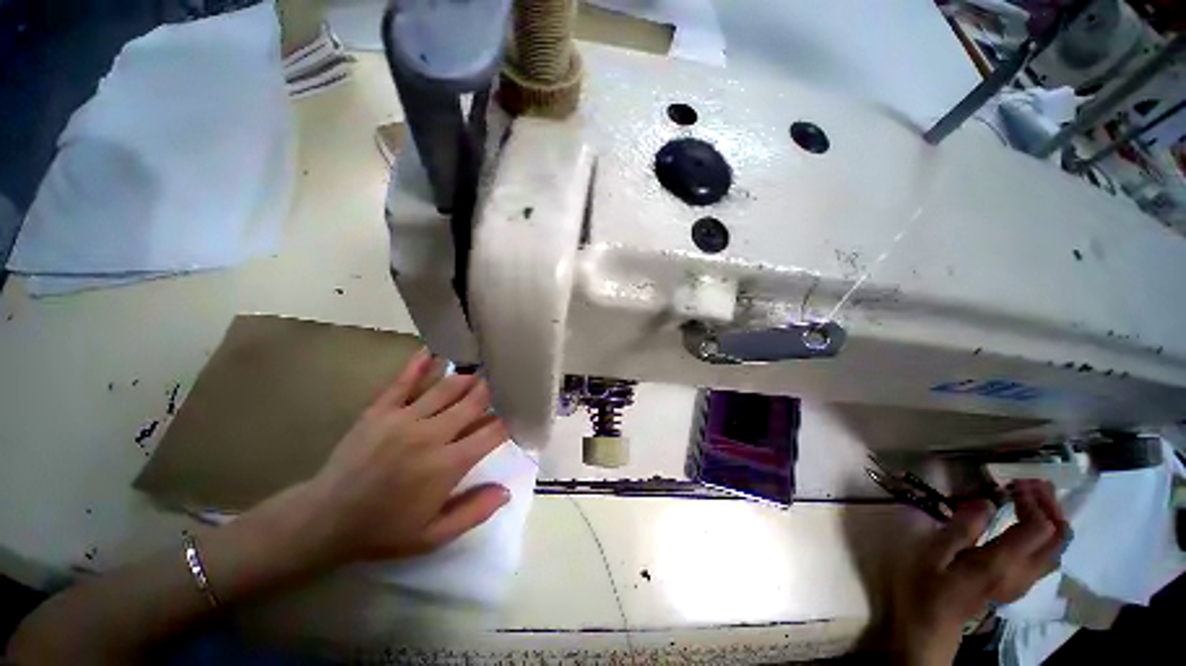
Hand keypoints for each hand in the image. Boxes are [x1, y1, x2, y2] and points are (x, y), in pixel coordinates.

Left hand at [281, 349, 511, 565]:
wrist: (324, 520)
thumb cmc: (384, 530)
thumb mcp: (433, 536)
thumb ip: (474, 512)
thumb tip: (507, 490)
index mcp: (447, 464)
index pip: (492, 431)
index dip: (510, 418)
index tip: (520, 410)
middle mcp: (431, 434)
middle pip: (474, 400)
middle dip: (493, 389)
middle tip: (506, 379)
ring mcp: (403, 418)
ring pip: (448, 386)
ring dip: (469, 377)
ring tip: (482, 369)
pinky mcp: (380, 410)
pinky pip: (404, 380)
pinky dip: (420, 363)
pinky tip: (434, 350)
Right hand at [892, 480, 1069, 663]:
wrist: (932, 626)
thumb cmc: (927, 587)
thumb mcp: (934, 554)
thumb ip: (961, 528)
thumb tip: (986, 502)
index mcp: (1002, 564)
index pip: (1040, 528)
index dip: (1034, 501)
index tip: (1012, 483)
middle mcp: (1023, 573)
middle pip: (1059, 538)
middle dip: (1052, 506)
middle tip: (1031, 484)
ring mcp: (1025, 581)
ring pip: (1058, 548)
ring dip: (1053, 519)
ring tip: (1032, 499)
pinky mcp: (1020, 584)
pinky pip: (1048, 557)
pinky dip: (1047, 534)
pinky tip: (1027, 524)